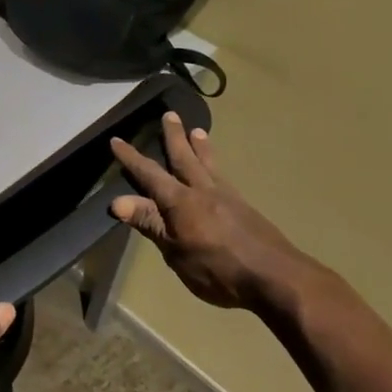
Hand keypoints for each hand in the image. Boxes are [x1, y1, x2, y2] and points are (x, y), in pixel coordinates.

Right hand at [110, 112, 317, 310]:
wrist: (275, 277)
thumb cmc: (218, 269)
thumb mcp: (175, 252)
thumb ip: (150, 223)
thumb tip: (117, 201)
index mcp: (180, 201)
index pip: (149, 174)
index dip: (131, 158)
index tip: (116, 140)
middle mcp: (202, 191)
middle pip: (184, 158)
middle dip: (173, 137)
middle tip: (169, 114)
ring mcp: (227, 197)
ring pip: (208, 164)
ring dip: (200, 146)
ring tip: (197, 130)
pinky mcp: (244, 208)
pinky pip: (223, 176)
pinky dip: (215, 165)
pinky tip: (217, 171)